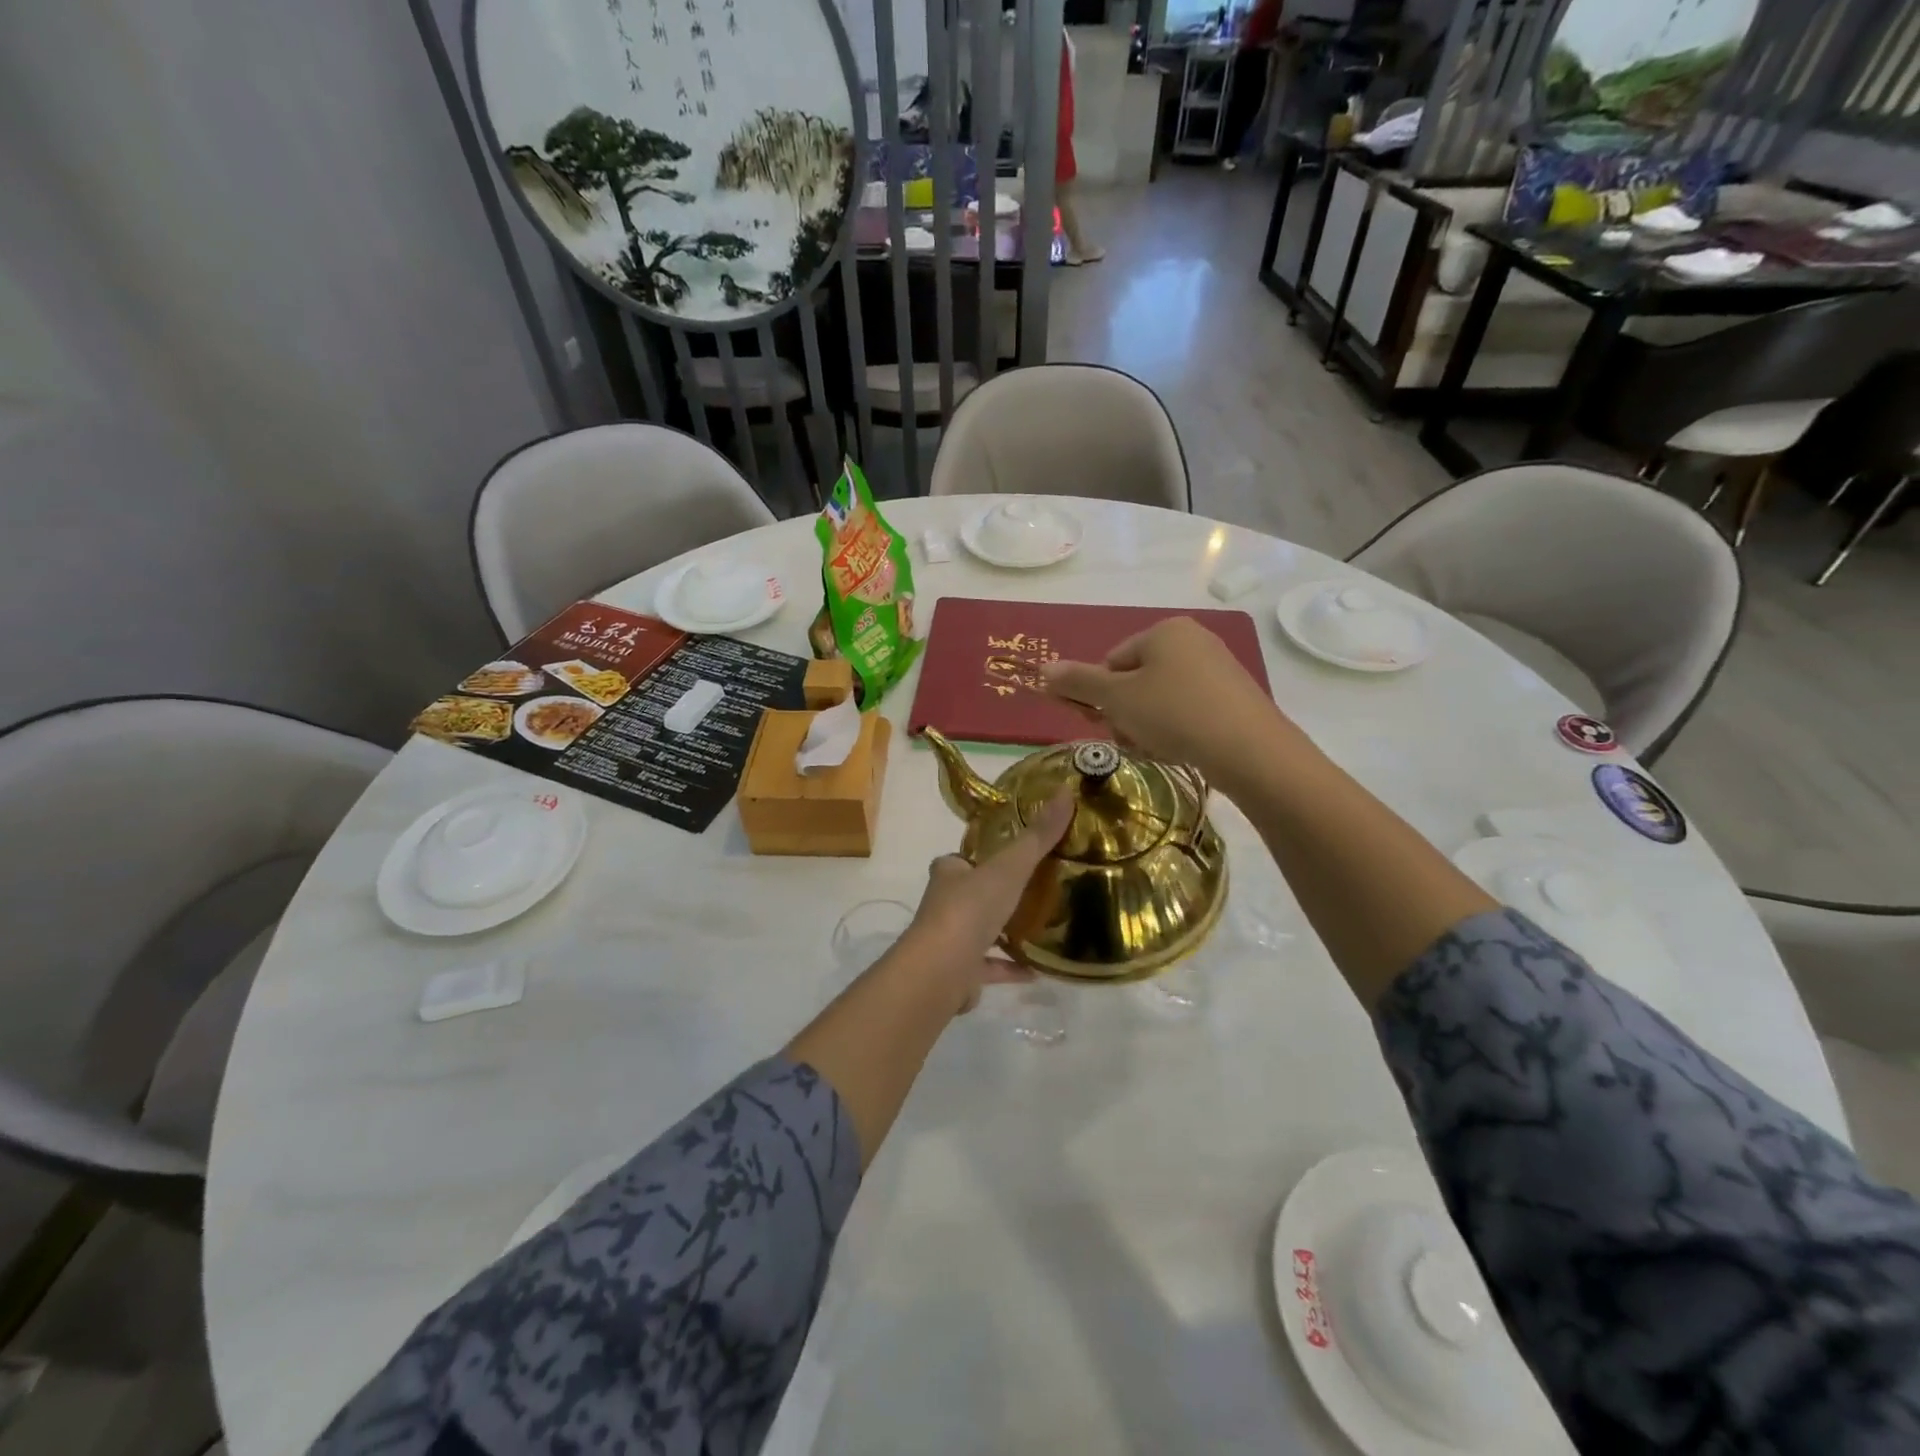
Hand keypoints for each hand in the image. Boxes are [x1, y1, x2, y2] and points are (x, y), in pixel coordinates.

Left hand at [892, 792, 1073, 1013]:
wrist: (942, 969)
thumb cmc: (970, 909)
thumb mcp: (1009, 866)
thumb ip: (1037, 836)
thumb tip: (1066, 792)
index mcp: (949, 874)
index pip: (961, 859)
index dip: (981, 856)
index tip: (1010, 855)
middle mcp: (945, 904)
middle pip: (972, 893)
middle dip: (996, 892)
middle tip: (1035, 888)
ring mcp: (951, 940)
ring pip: (980, 931)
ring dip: (1004, 930)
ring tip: (1040, 926)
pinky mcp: (961, 973)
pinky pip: (990, 966)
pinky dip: (1011, 967)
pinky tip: (1038, 969)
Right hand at [1041, 618, 1296, 794]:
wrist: (1249, 749)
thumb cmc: (1174, 714)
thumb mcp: (1117, 699)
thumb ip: (1078, 683)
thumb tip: (1042, 669)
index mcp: (1164, 631)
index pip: (1112, 661)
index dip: (1100, 696)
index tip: (1103, 724)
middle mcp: (1193, 640)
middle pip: (1136, 681)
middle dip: (1125, 715)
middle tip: (1130, 740)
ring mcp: (1218, 669)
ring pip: (1160, 700)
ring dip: (1147, 727)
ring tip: (1157, 749)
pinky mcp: (1234, 698)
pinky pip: (1189, 711)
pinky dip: (1177, 731)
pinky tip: (1180, 751)